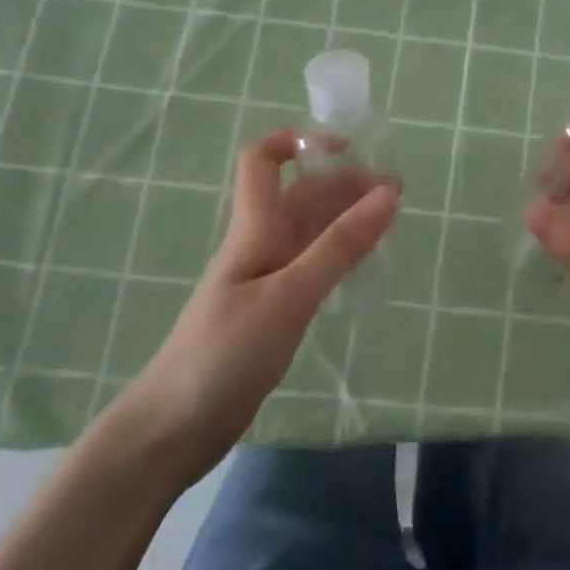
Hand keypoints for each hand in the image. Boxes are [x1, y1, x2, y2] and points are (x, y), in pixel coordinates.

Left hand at [119, 130, 397, 480]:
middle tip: (397, 194)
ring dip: (348, 218)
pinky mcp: (274, 311)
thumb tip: (388, 194)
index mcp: (255, 229)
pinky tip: (366, 264)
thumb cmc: (225, 353)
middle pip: (301, 194)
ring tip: (391, 223)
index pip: (263, 160)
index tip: (348, 148)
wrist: (172, 430)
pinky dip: (342, 254)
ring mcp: (267, 279)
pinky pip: (314, 266)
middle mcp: (261, 244)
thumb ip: (339, 245)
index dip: (299, 140)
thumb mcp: (290, 295)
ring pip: (312, 230)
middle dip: (345, 183)